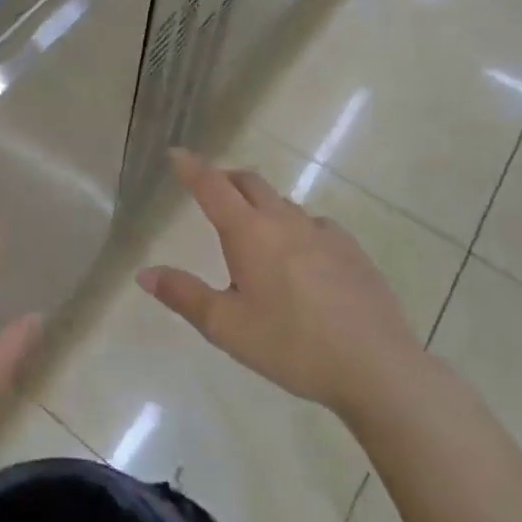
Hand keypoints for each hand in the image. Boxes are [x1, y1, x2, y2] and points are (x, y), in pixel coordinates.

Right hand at [138, 151, 419, 417]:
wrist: (377, 368)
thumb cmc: (291, 345)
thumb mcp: (226, 326)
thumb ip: (183, 295)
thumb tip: (144, 273)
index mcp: (248, 232)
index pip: (212, 186)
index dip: (191, 167)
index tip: (176, 153)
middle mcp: (284, 221)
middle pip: (249, 182)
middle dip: (225, 179)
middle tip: (210, 190)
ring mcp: (323, 233)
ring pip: (282, 202)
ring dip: (260, 203)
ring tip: (253, 228)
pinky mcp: (352, 251)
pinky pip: (314, 224)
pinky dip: (296, 227)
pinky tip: (301, 255)